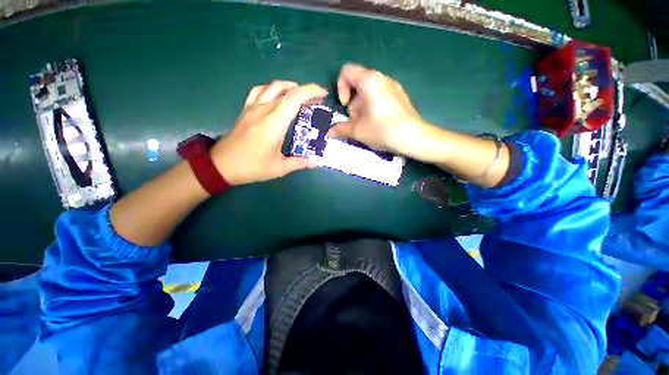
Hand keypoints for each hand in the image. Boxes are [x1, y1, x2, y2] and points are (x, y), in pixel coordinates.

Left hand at [211, 81, 326, 184]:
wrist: (221, 165)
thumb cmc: (251, 167)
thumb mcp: (279, 168)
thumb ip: (299, 163)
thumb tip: (315, 163)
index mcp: (274, 124)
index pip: (294, 98)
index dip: (310, 92)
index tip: (323, 94)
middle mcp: (263, 110)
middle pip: (286, 90)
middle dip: (305, 90)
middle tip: (316, 99)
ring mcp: (252, 108)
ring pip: (272, 86)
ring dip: (289, 87)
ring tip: (300, 96)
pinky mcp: (245, 110)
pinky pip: (259, 91)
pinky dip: (272, 89)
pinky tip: (277, 96)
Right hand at [328, 64, 426, 154]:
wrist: (413, 137)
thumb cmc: (382, 130)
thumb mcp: (358, 131)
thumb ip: (341, 129)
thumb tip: (329, 132)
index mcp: (369, 80)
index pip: (346, 72)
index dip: (340, 88)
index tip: (346, 106)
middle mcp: (382, 78)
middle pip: (358, 82)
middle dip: (352, 102)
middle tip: (356, 119)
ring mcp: (393, 86)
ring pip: (369, 90)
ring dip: (362, 105)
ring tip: (367, 123)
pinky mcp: (400, 95)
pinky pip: (381, 95)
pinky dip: (374, 106)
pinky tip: (379, 122)